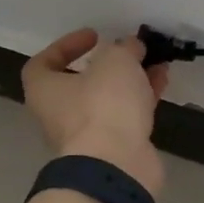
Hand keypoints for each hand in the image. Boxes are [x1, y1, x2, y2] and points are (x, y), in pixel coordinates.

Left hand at [22, 28, 168, 196]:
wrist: (116, 165)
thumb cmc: (102, 105)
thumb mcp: (115, 61)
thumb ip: (123, 48)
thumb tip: (130, 47)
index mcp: (45, 91)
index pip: (43, 63)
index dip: (65, 46)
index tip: (94, 37)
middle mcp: (59, 114)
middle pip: (81, 83)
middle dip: (108, 65)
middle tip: (130, 51)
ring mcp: (87, 134)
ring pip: (108, 100)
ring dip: (130, 80)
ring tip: (155, 63)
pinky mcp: (113, 148)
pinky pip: (126, 116)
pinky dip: (141, 99)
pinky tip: (161, 83)